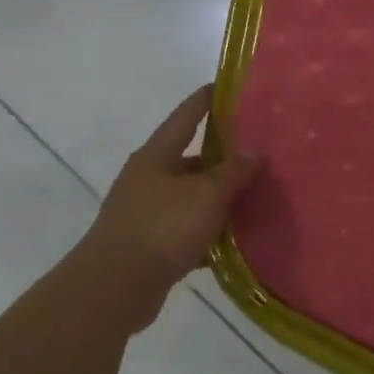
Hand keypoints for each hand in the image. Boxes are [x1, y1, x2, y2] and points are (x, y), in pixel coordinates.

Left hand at [69, 85, 261, 327]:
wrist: (115, 287)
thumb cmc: (162, 226)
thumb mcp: (207, 193)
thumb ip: (233, 171)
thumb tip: (254, 153)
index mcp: (156, 156)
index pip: (185, 116)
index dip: (206, 100)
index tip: (227, 86)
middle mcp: (148, 179)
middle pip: (191, 159)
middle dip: (222, 156)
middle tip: (258, 151)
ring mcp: (147, 212)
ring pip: (192, 196)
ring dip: (219, 197)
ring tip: (255, 195)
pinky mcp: (150, 244)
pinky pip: (189, 229)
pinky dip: (210, 231)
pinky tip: (236, 238)